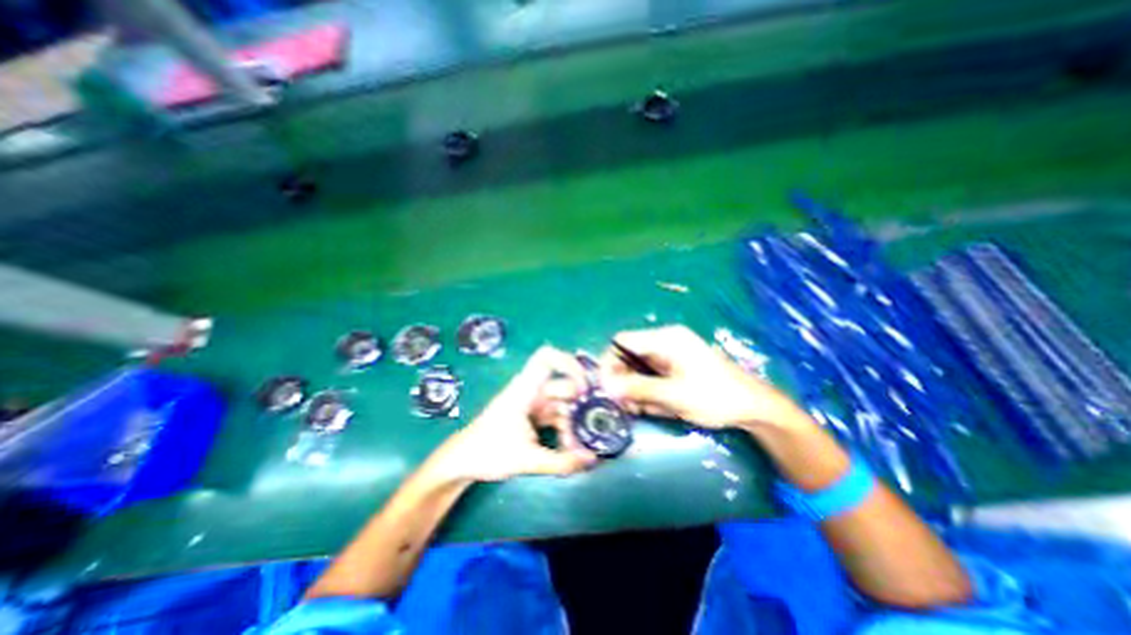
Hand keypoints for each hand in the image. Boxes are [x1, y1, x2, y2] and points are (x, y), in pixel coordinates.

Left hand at [433, 346, 599, 484]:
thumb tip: (593, 460)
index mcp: (525, 389)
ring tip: (578, 448)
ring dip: (573, 423)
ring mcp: (533, 403)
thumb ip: (561, 462)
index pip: (547, 357)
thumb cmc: (488, 452)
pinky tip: (570, 447)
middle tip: (591, 427)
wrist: (463, 462)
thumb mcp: (526, 460)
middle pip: (564, 386)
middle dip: (579, 407)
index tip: (586, 386)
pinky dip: (566, 429)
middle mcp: (532, 391)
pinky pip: (557, 416)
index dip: (569, 364)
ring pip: (563, 404)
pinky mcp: (534, 416)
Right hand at [599, 325, 802, 429]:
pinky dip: (643, 390)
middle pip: (628, 354)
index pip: (622, 341)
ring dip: (631, 387)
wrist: (753, 407)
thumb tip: (606, 388)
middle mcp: (664, 342)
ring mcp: (669, 354)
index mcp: (665, 339)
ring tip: (633, 409)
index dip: (608, 361)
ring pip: (636, 367)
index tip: (604, 386)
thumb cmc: (715, 397)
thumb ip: (637, 389)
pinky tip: (646, 406)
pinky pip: (649, 374)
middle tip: (618, 403)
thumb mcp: (673, 395)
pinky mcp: (673, 367)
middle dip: (620, 378)